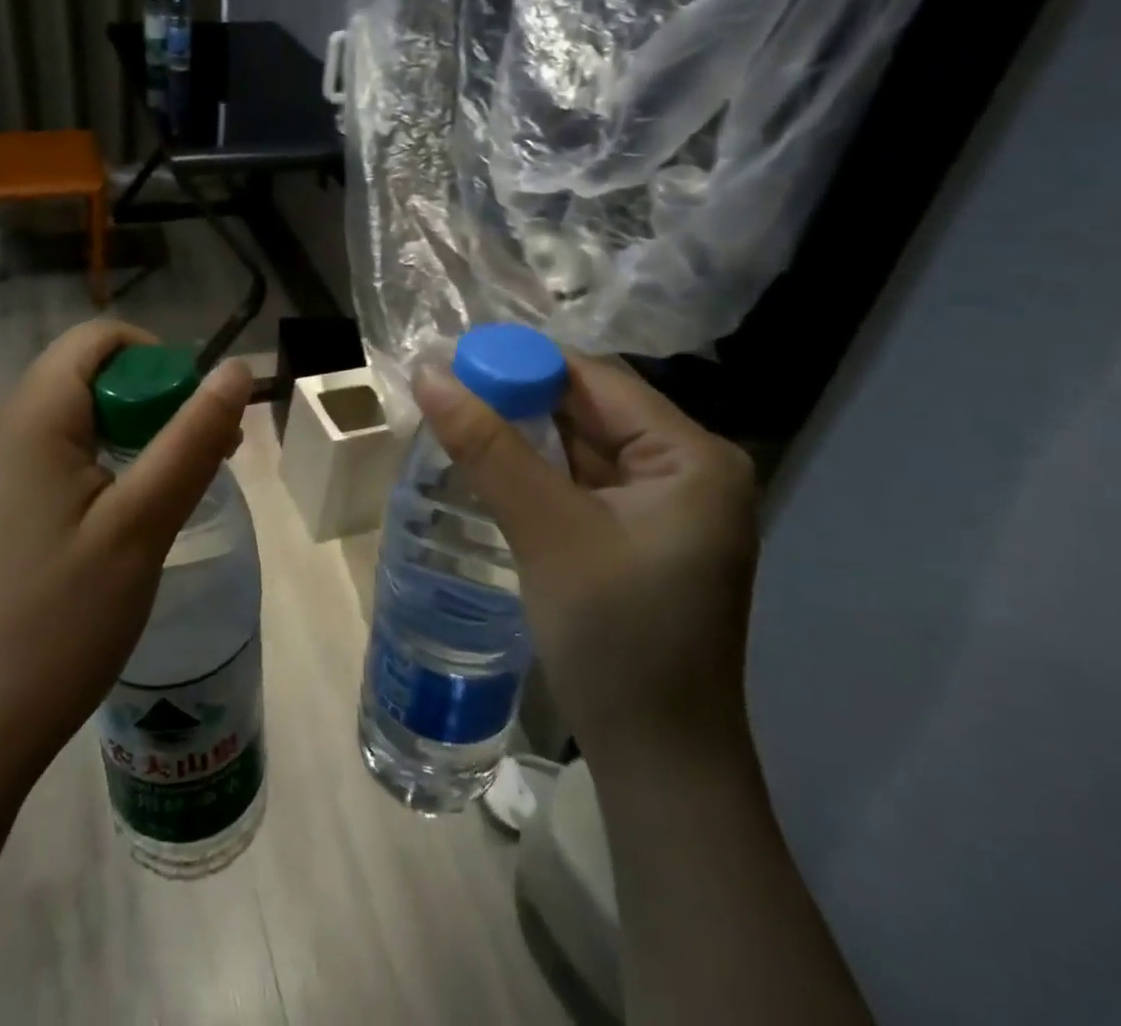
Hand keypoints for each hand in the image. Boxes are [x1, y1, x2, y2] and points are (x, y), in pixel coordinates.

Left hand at [0, 319, 251, 807]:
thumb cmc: (60, 620)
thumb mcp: (142, 524)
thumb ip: (191, 438)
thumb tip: (237, 370)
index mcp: (31, 417)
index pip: (98, 339)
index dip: (159, 358)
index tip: (198, 414)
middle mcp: (0, 429)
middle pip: (89, 375)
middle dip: (155, 400)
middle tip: (204, 458)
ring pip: (77, 418)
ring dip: (135, 435)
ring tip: (174, 493)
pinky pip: (56, 457)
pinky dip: (104, 465)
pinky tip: (127, 520)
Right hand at [413, 352, 757, 759]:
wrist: (657, 761)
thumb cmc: (615, 638)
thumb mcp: (547, 531)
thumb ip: (488, 448)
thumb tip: (428, 374)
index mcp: (692, 456)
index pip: (597, 380)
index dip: (523, 362)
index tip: (455, 359)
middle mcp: (688, 468)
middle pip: (590, 408)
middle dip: (519, 397)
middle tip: (445, 387)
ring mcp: (665, 503)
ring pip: (581, 443)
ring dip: (522, 432)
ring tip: (456, 414)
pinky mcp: (639, 532)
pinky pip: (581, 480)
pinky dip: (536, 468)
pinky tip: (489, 460)